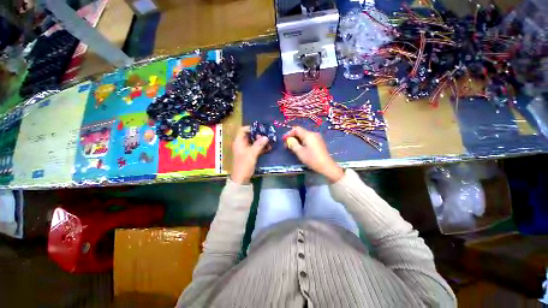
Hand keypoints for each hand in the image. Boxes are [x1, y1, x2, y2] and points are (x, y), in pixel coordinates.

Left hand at [231, 126, 269, 183]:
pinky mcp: (249, 154)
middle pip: (249, 135)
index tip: (260, 129)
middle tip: (266, 136)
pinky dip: (261, 147)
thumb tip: (266, 137)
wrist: (241, 179)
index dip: (251, 128)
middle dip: (258, 135)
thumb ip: (259, 144)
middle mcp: (241, 144)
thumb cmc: (244, 165)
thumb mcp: (252, 154)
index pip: (243, 130)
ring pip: (253, 142)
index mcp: (238, 142)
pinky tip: (268, 147)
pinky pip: (255, 148)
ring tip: (269, 141)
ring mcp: (245, 149)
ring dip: (261, 141)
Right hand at [284, 126, 343, 181]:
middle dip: (292, 137)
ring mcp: (317, 138)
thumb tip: (289, 139)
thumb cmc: (312, 159)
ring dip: (297, 140)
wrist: (326, 166)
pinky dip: (302, 142)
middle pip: (300, 132)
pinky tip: (300, 148)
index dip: (289, 133)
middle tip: (286, 145)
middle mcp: (313, 134)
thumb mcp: (300, 152)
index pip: (296, 129)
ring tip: (292, 148)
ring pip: (304, 136)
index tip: (284, 140)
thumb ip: (293, 144)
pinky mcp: (319, 142)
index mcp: (308, 135)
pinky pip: (308, 139)